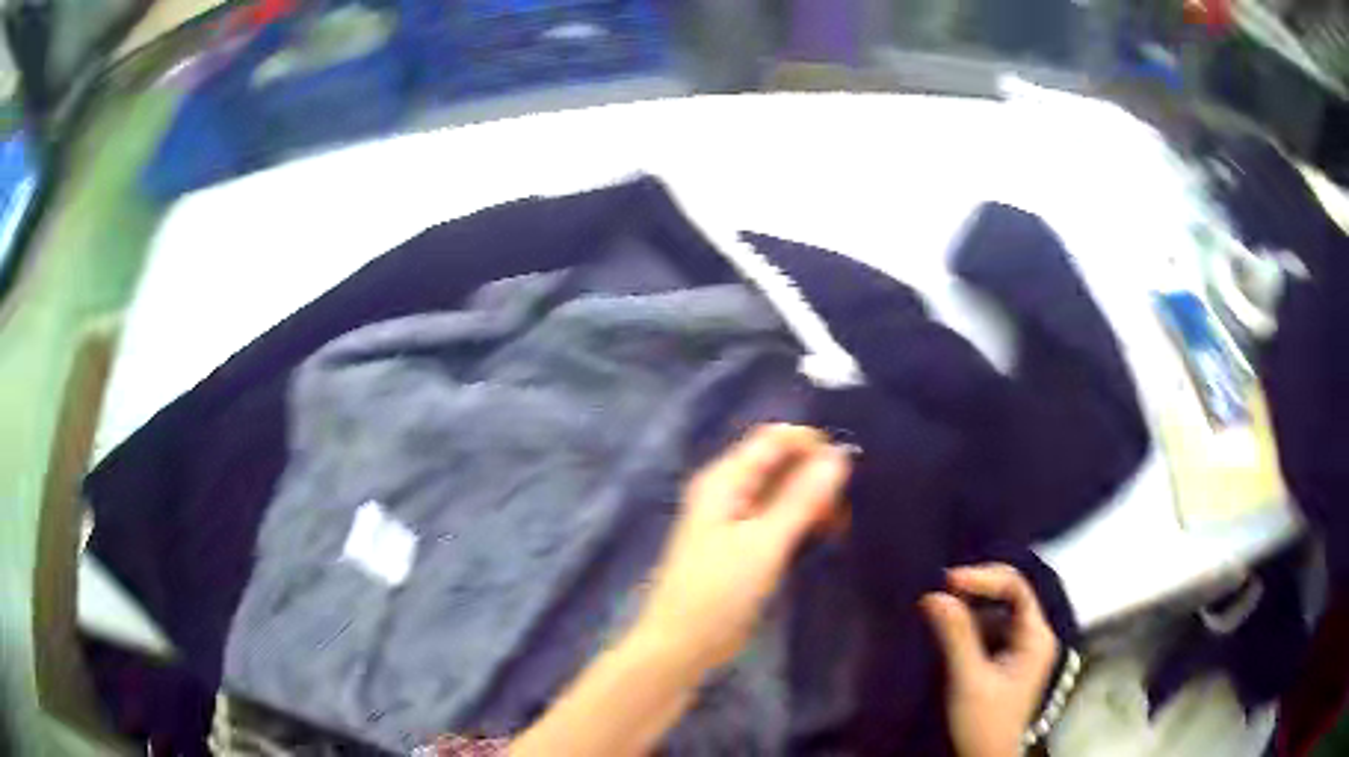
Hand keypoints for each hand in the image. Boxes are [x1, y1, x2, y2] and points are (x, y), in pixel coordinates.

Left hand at [636, 424, 850, 672]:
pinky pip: (776, 515)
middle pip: (779, 462)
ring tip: (836, 529)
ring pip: (781, 491)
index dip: (812, 446)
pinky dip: (800, 520)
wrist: (680, 644)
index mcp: (725, 479)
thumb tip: (838, 457)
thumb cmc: (717, 594)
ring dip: (811, 501)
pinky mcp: (740, 542)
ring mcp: (732, 516)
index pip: (775, 438)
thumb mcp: (764, 545)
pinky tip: (819, 538)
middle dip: (815, 476)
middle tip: (842, 513)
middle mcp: (727, 489)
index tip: (847, 474)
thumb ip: (801, 499)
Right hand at [921, 564, 1059, 756]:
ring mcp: (1020, 648)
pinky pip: (988, 629)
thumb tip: (935, 595)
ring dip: (969, 607)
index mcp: (1036, 636)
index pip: (1017, 588)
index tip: (947, 581)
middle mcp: (1033, 635)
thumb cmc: (984, 723)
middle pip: (1009, 595)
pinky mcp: (1005, 660)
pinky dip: (967, 625)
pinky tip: (947, 629)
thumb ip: (956, 637)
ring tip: (938, 608)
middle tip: (939, 591)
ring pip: (996, 612)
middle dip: (975, 590)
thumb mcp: (969, 680)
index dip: (984, 578)